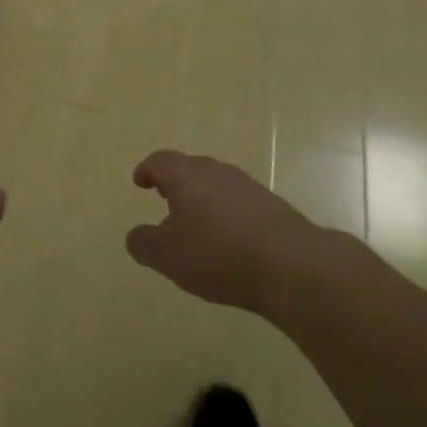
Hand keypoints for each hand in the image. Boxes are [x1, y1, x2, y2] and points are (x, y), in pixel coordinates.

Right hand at [126, 150, 332, 314]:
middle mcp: (216, 172)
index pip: (160, 161)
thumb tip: (135, 236)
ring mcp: (248, 186)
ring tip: (196, 222)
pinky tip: (228, 239)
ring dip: (203, 198)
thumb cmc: (217, 254)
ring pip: (217, 184)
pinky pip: (239, 203)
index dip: (147, 170)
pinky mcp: (273, 206)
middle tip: (165, 198)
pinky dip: (227, 214)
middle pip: (190, 168)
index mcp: (186, 175)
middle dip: (176, 182)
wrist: (291, 265)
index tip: (140, 181)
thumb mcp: (167, 256)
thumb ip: (144, 243)